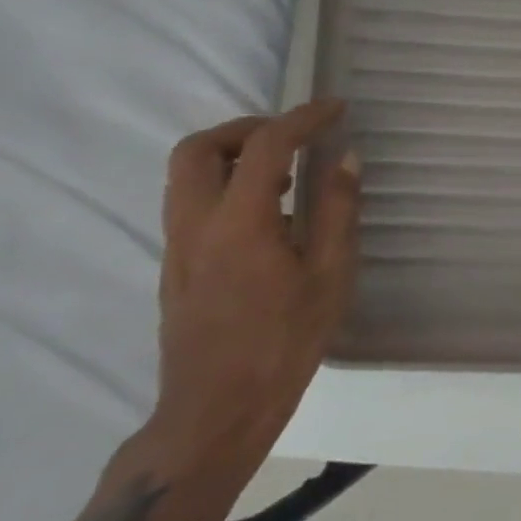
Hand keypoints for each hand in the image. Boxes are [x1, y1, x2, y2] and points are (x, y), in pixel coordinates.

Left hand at [144, 100, 361, 493]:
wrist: (216, 411)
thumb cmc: (284, 342)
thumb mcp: (330, 274)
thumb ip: (337, 209)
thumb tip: (345, 158)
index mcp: (239, 223)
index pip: (264, 146)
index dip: (302, 117)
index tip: (335, 108)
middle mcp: (196, 225)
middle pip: (197, 149)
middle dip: (245, 128)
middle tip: (291, 136)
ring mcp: (178, 247)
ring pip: (186, 176)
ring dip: (232, 156)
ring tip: (286, 173)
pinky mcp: (176, 266)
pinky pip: (191, 202)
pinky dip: (226, 185)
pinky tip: (270, 214)